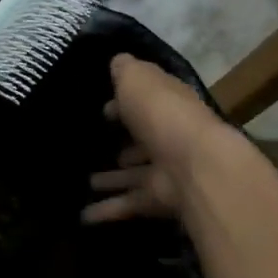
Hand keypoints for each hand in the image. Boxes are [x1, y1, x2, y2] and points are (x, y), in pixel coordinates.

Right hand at [83, 54, 227, 222]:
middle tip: (95, 146)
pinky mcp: (157, 200)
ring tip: (87, 182)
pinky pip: (126, 204)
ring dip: (113, 179)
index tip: (104, 110)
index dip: (126, 103)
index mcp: (168, 105)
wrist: (194, 166)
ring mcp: (165, 170)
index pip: (148, 102)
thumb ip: (125, 70)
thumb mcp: (138, 80)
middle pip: (143, 140)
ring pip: (133, 175)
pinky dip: (106, 210)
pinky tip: (83, 216)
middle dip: (123, 144)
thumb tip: (117, 61)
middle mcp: (170, 137)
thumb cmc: (163, 115)